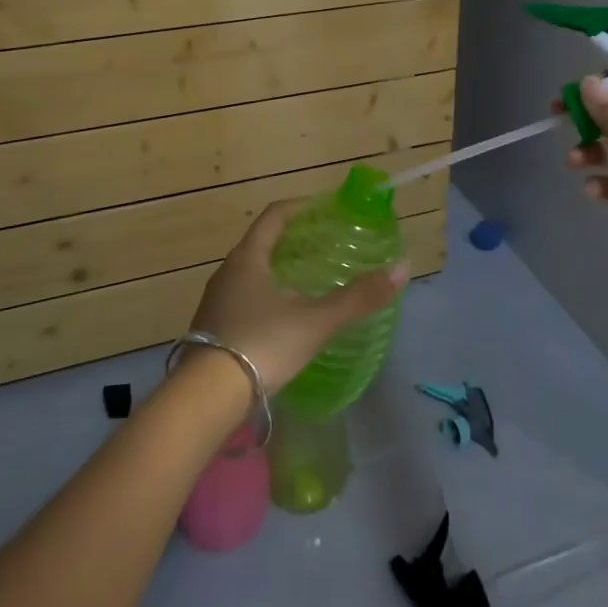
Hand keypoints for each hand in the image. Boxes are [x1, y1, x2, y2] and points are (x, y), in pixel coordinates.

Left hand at [186, 199, 408, 394]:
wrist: (205, 399)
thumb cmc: (262, 345)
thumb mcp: (315, 322)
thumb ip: (357, 298)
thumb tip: (402, 268)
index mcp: (248, 258)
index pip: (274, 215)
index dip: (301, 207)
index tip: (325, 208)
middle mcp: (227, 272)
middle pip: (262, 243)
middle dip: (292, 240)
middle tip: (324, 245)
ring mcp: (215, 301)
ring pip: (250, 273)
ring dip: (278, 270)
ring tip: (308, 281)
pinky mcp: (212, 329)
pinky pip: (242, 298)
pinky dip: (265, 295)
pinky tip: (283, 318)